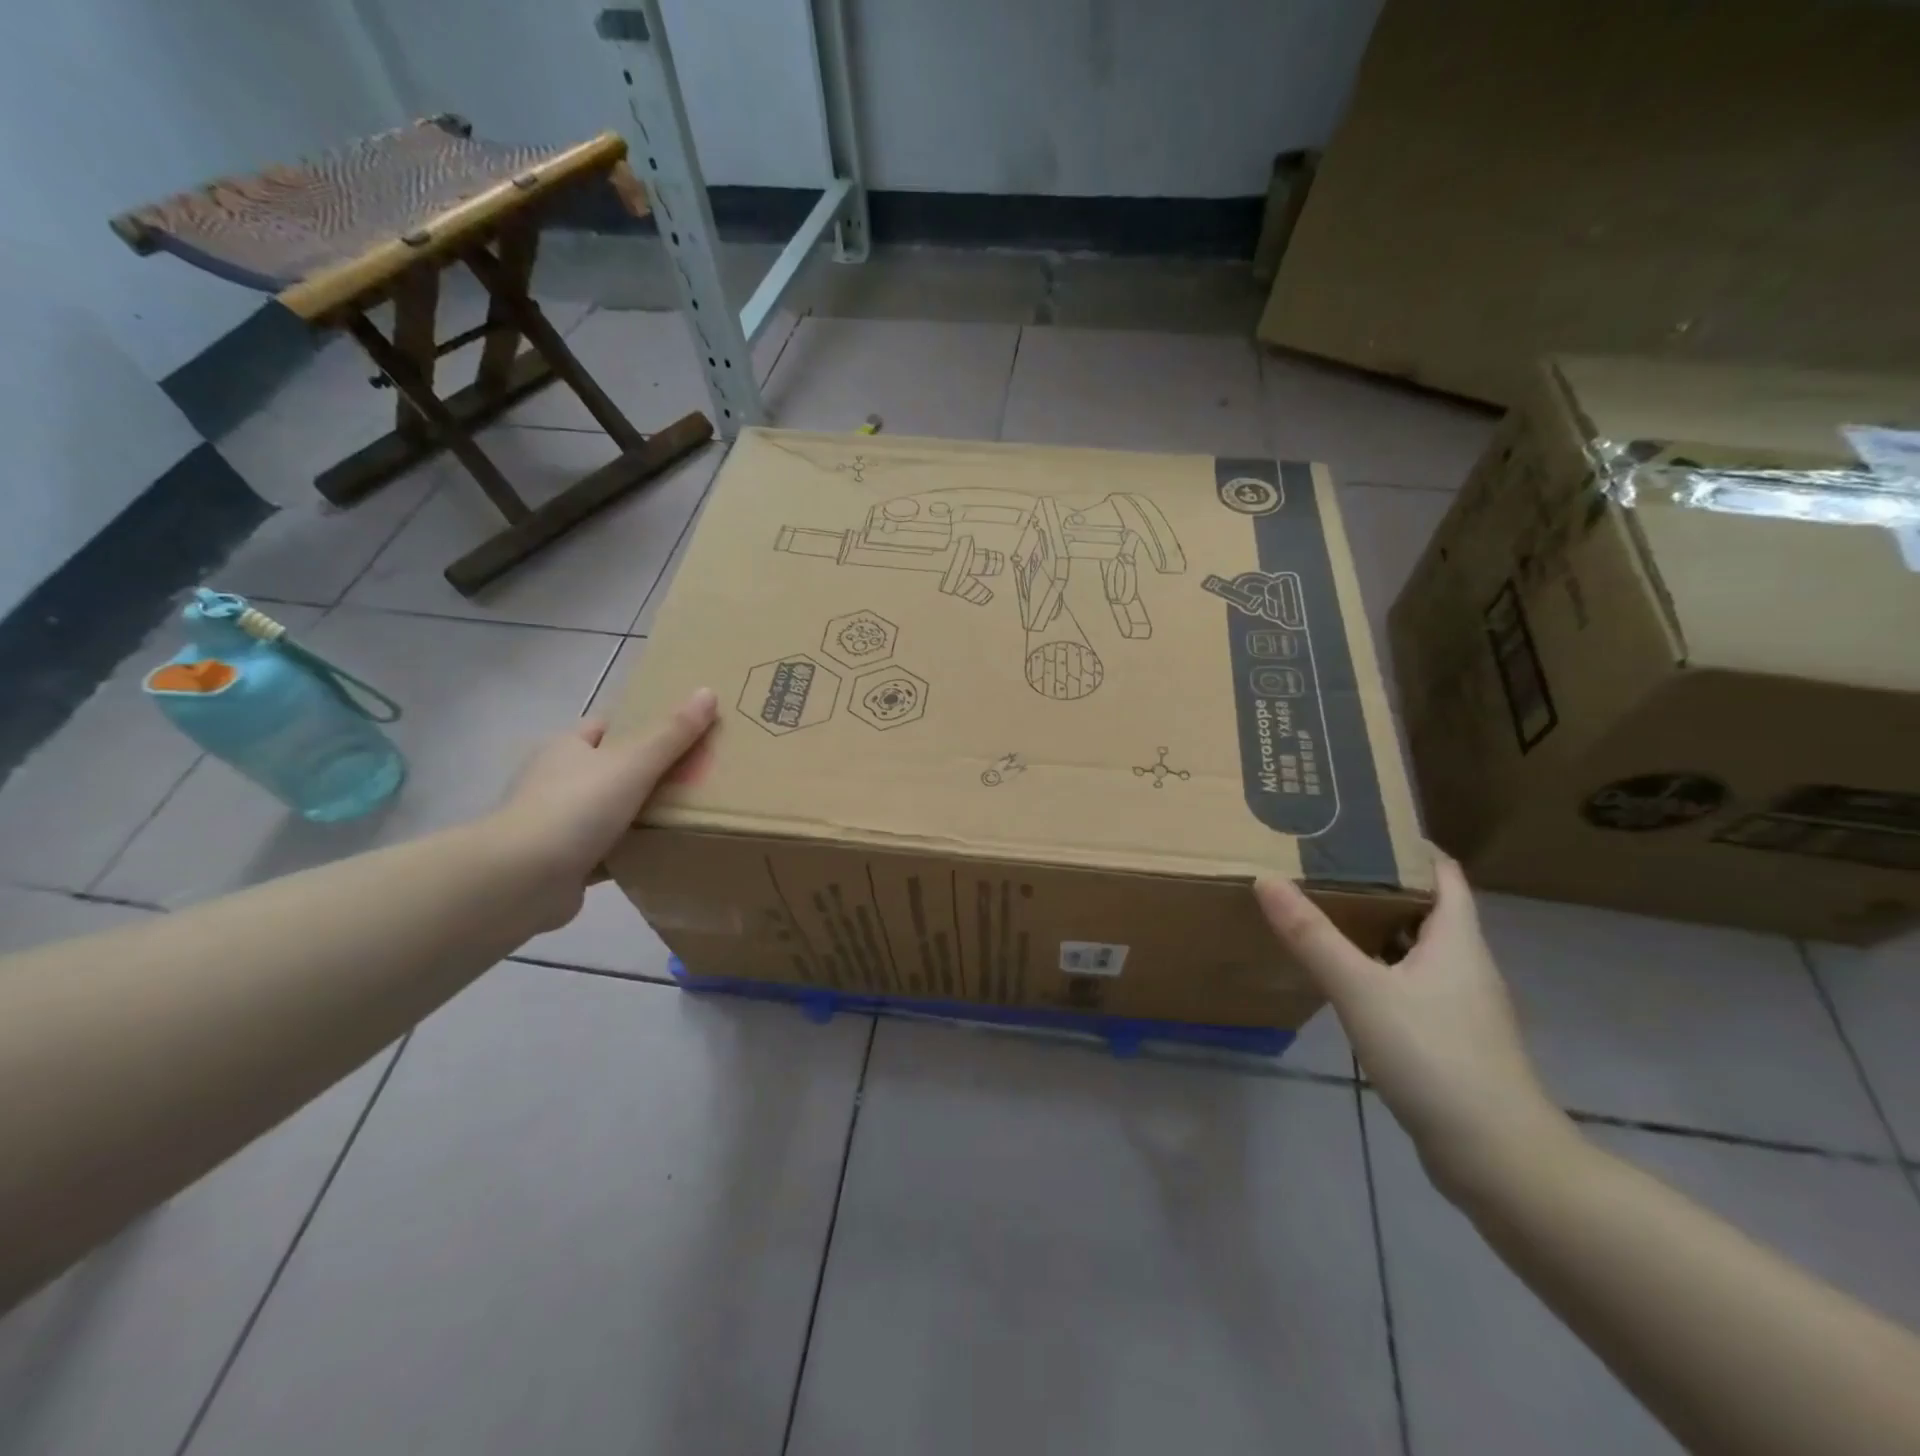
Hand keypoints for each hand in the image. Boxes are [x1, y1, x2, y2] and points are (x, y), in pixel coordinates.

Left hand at [488, 688, 717, 928]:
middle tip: (699, 776)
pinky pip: (609, 851)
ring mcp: (558, 824)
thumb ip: (672, 732)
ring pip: (613, 812)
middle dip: (651, 773)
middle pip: (614, 769)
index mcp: (566, 748)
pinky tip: (664, 853)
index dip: (643, 725)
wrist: (520, 881)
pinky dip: (633, 851)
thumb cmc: (575, 808)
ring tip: (692, 815)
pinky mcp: (564, 863)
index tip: (684, 732)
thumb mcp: (632, 763)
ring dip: (643, 816)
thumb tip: (707, 692)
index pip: (608, 726)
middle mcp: (557, 781)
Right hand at [1255, 855, 1572, 1199]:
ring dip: (1378, 927)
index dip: (1411, 846)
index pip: (1444, 874)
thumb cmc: (1435, 1058)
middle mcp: (1466, 966)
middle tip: (1326, 864)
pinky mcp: (1451, 1040)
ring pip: (1417, 949)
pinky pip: (1412, 985)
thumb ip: (1312, 937)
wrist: (1500, 1159)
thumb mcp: (1362, 990)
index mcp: (1457, 941)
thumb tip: (1266, 879)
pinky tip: (1346, 980)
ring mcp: (1462, 1006)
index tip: (1363, 827)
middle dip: (1381, 883)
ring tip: (1325, 911)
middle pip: (1427, 908)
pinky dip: (1380, 969)